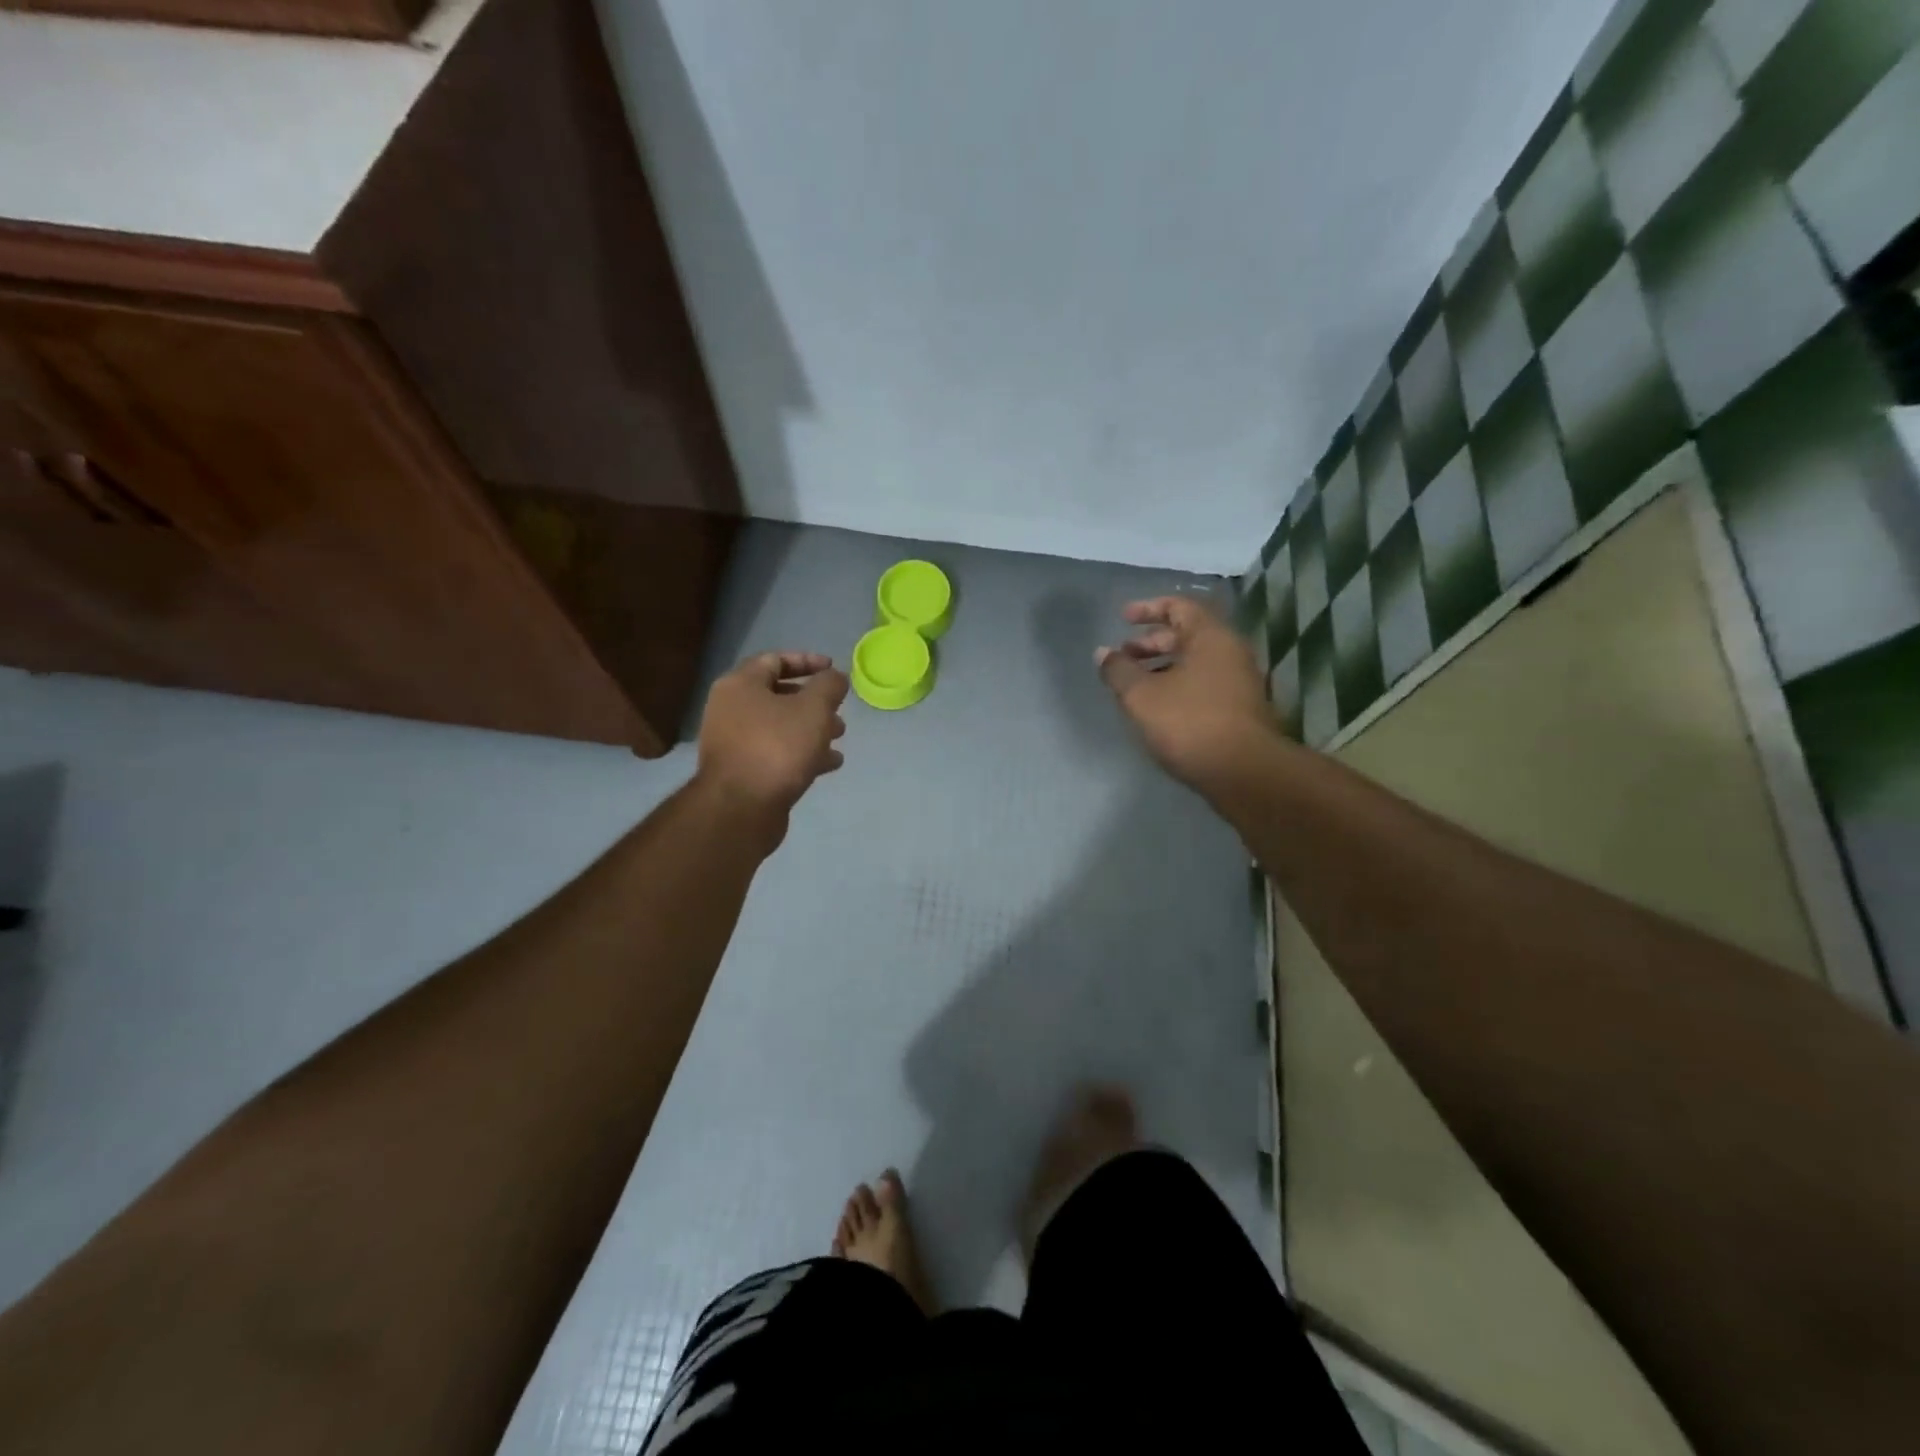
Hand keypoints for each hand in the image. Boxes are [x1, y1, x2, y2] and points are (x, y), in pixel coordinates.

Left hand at [697, 652, 848, 827]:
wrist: (741, 808)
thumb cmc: (777, 747)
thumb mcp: (814, 709)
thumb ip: (829, 686)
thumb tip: (835, 677)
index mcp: (740, 685)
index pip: (775, 660)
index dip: (808, 661)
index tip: (834, 669)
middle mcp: (730, 709)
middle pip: (778, 695)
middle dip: (813, 701)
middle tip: (839, 710)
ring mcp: (734, 742)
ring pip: (779, 727)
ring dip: (811, 729)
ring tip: (839, 737)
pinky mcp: (742, 772)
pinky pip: (776, 753)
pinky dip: (802, 753)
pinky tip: (829, 763)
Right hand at [1095, 596, 1277, 787]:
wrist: (1243, 772)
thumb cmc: (1189, 723)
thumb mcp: (1141, 696)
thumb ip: (1119, 671)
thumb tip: (1103, 653)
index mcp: (1210, 637)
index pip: (1179, 606)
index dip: (1148, 608)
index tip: (1122, 619)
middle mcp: (1230, 652)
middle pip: (1187, 635)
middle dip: (1151, 642)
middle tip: (1123, 656)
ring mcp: (1238, 681)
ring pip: (1194, 662)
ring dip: (1162, 667)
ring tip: (1134, 685)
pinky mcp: (1238, 709)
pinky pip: (1202, 684)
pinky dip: (1176, 685)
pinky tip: (1157, 708)